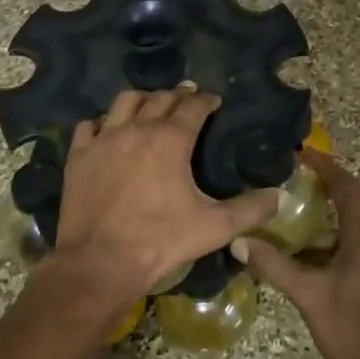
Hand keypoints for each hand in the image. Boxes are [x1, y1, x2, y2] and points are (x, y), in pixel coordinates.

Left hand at [48, 86, 279, 315]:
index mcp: (171, 140)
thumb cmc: (160, 241)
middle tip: (187, 99)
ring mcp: (103, 140)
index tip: (214, 101)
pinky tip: (107, 131)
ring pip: (124, 102)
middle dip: (177, 95)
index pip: (193, 106)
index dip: (206, 100)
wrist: (99, 263)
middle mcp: (137, 129)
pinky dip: (102, 123)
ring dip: (141, 100)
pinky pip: (89, 125)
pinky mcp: (79, 156)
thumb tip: (280, 197)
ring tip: (149, 106)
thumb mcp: (213, 227)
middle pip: (160, 98)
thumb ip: (250, 210)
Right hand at [232, 150, 359, 358]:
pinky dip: (340, 228)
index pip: (347, 186)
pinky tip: (313, 245)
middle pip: (358, 196)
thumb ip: (274, 265)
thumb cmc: (352, 329)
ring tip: (301, 202)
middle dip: (331, 181)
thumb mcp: (309, 295)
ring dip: (337, 205)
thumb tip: (238, 240)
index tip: (300, 153)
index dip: (325, 167)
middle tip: (298, 174)